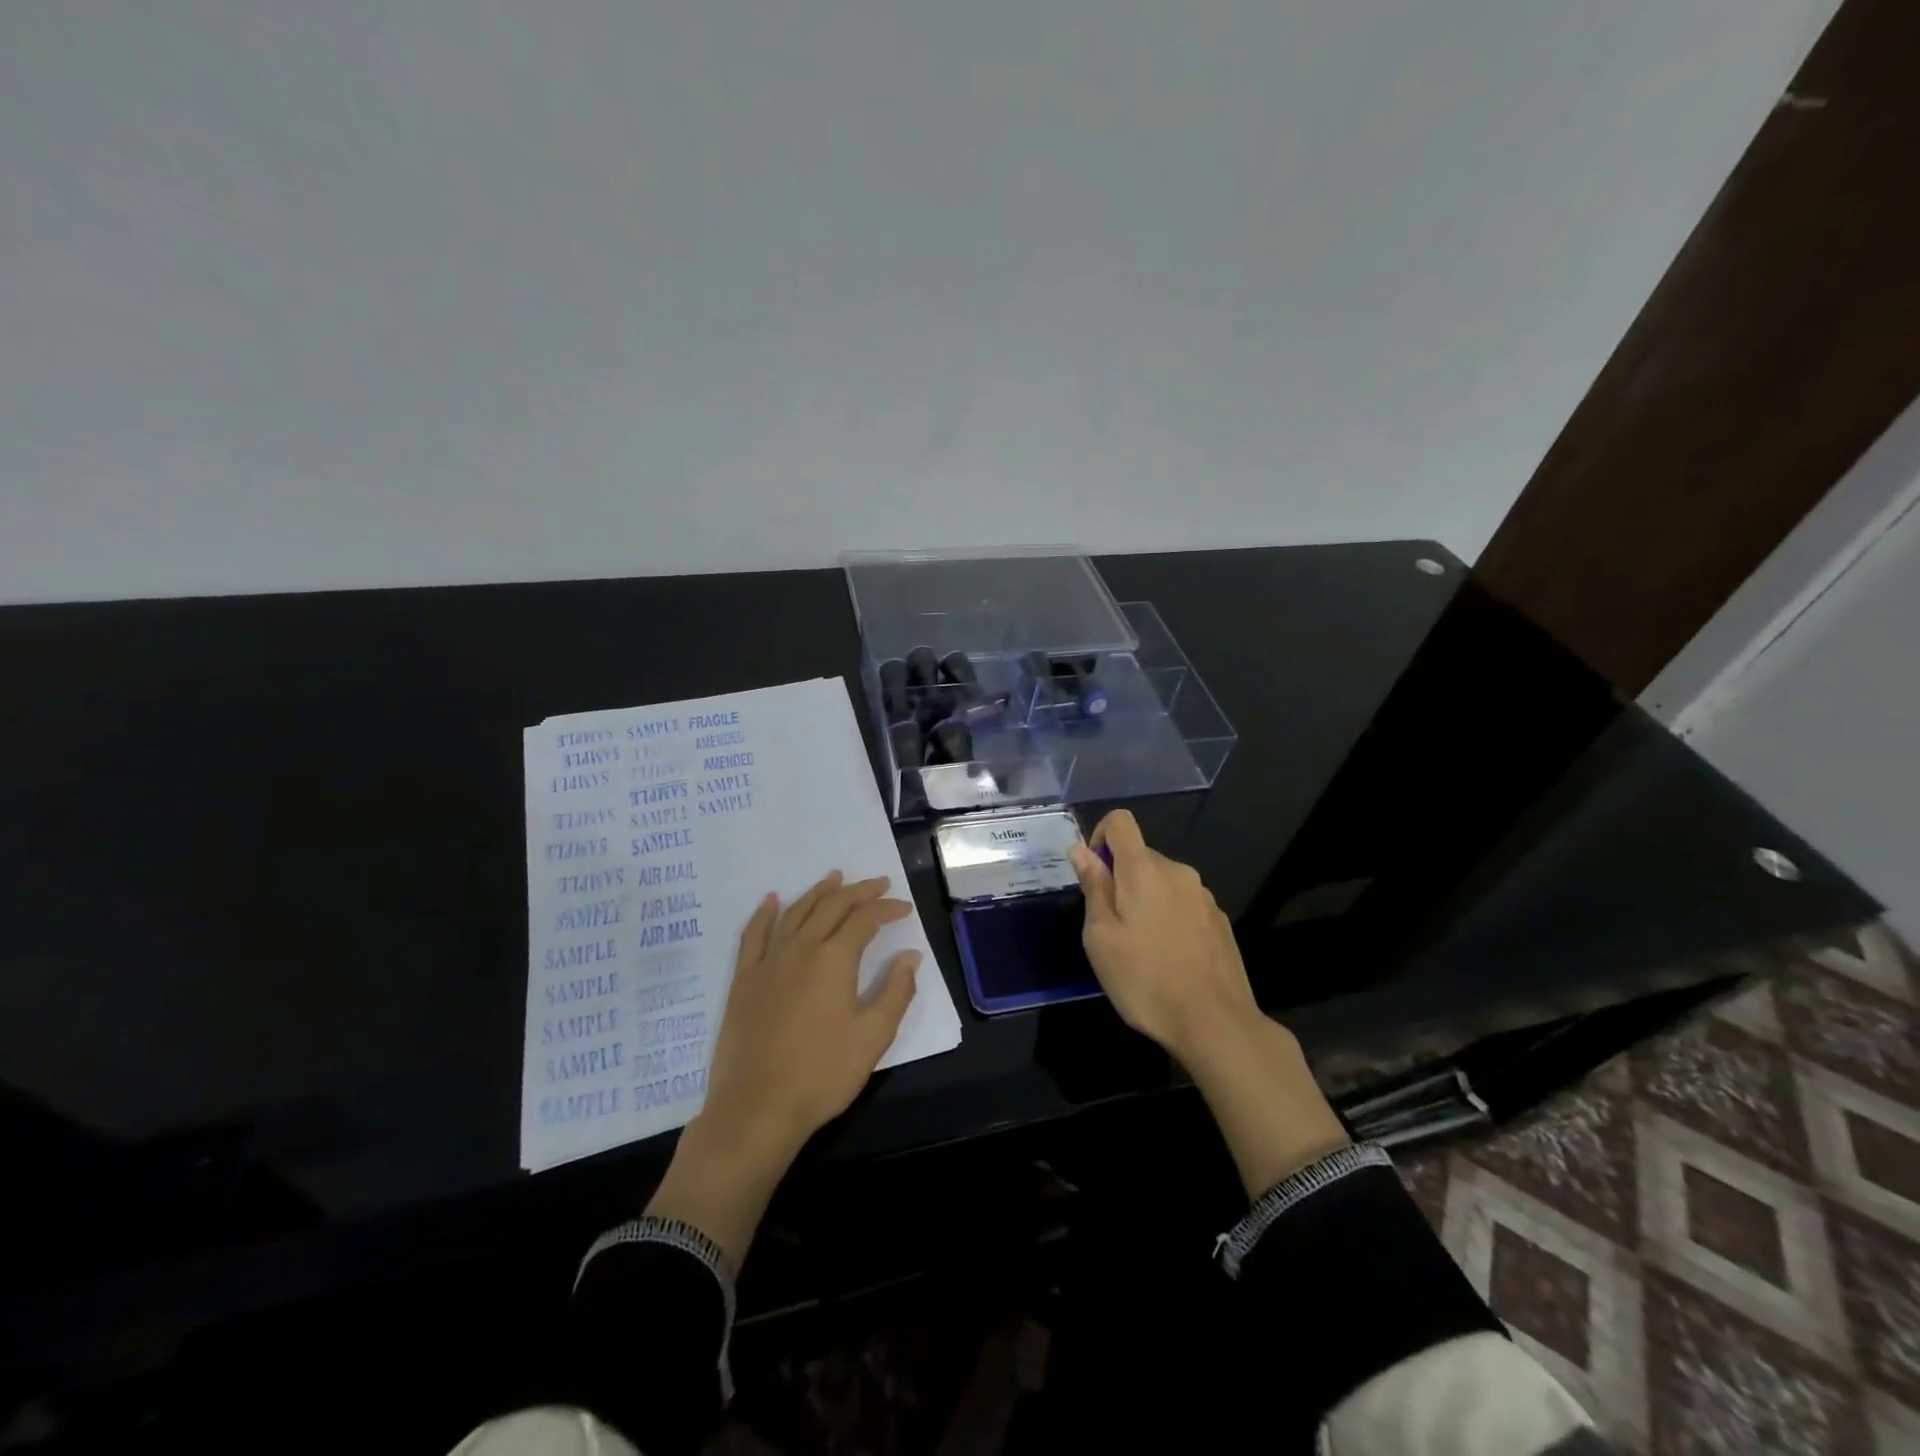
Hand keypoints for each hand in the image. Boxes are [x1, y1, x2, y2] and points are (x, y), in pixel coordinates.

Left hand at [703, 871, 920, 1156]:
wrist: (756, 1109)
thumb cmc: (822, 1075)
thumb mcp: (873, 1038)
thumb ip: (896, 992)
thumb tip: (910, 956)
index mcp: (834, 960)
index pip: (865, 920)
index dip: (887, 909)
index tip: (904, 910)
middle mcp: (801, 949)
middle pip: (832, 906)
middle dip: (858, 892)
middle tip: (878, 884)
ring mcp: (768, 962)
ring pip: (796, 913)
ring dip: (818, 892)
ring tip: (835, 878)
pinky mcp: (743, 980)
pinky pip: (753, 935)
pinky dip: (765, 913)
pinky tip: (773, 900)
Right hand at [1067, 809, 1258, 1063]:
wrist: (1215, 1023)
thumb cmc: (1145, 980)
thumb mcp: (1101, 937)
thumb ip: (1093, 888)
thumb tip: (1081, 851)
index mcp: (1144, 870)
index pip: (1120, 821)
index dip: (1099, 837)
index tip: (1094, 876)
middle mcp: (1178, 872)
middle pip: (1141, 856)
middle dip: (1121, 880)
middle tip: (1111, 929)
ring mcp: (1203, 896)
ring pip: (1163, 883)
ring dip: (1146, 901)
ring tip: (1141, 949)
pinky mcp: (1220, 921)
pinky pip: (1184, 905)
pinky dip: (1169, 919)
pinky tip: (1170, 959)